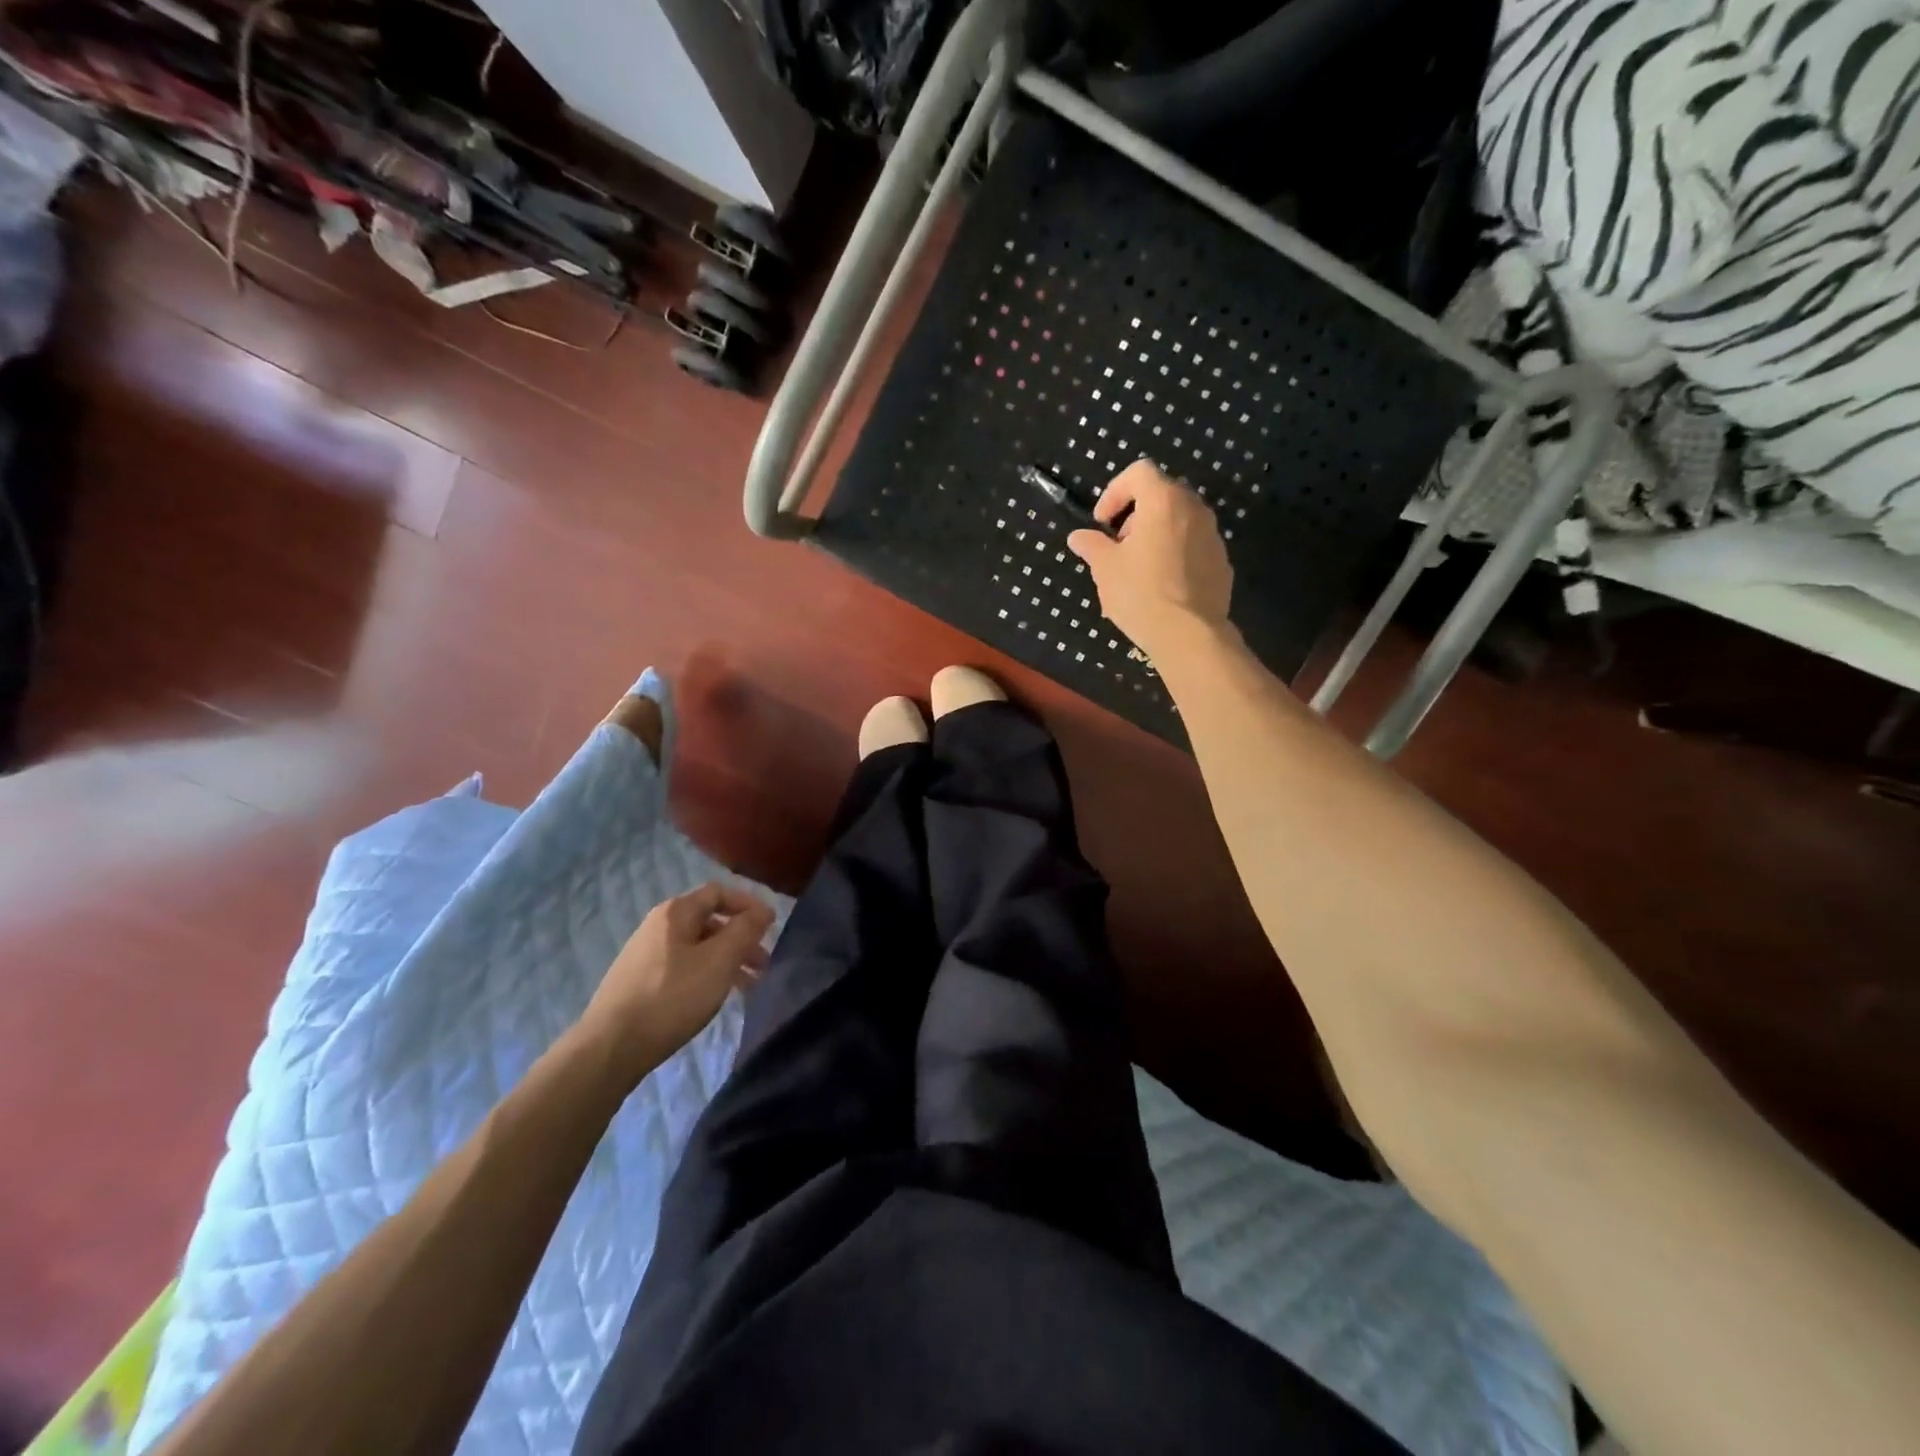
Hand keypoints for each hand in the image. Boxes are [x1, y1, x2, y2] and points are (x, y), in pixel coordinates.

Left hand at [582, 883, 774, 1077]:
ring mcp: (646, 954)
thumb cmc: (672, 996)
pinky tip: (716, 997)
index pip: (719, 892)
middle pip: (709, 921)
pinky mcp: (640, 982)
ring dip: (727, 960)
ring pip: (698, 947)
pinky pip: (683, 967)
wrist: (610, 1047)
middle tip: (764, 963)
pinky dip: (707, 975)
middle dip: (741, 938)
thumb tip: (764, 910)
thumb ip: (745, 931)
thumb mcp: (719, 960)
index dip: (749, 904)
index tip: (772, 926)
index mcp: (675, 912)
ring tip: (749, 986)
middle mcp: (658, 926)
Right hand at [1066, 461, 1233, 659]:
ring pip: (1180, 521)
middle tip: (1119, 545)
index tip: (1102, 523)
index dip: (1114, 492)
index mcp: (1164, 501)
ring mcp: (1213, 536)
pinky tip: (1161, 585)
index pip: (1139, 473)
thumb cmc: (1141, 593)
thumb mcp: (1105, 569)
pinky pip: (1193, 546)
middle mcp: (1194, 509)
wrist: (1189, 634)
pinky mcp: (1222, 562)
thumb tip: (1078, 537)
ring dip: (1156, 534)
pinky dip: (1175, 554)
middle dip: (1136, 514)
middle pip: (1162, 494)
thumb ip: (1092, 546)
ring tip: (1138, 568)